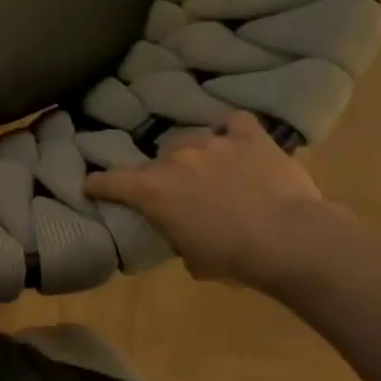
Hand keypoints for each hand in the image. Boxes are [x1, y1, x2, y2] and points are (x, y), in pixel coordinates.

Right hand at [84, 112, 341, 287]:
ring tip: (212, 171)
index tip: (91, 186)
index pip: (108, 180)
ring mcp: (212, 142)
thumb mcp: (191, 256)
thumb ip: (175, 234)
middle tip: (178, 193)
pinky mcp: (249, 136)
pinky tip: (237, 142)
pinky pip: (233, 122)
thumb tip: (181, 230)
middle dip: (162, 174)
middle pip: (156, 159)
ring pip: (191, 141)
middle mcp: (174, 158)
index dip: (97, 184)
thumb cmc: (232, 258)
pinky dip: (232, 132)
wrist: (290, 240)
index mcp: (151, 189)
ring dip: (196, 156)